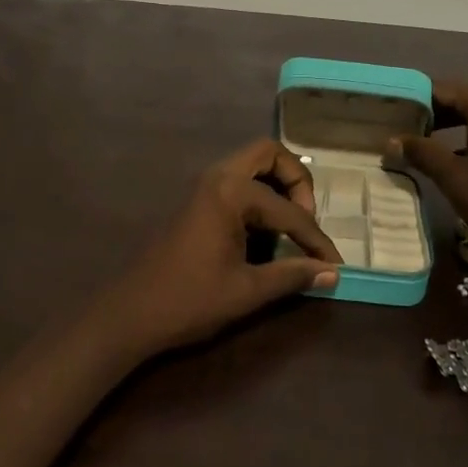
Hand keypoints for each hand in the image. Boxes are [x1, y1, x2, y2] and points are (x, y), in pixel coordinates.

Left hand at [102, 139, 341, 356]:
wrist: (132, 313)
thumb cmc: (190, 300)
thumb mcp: (247, 291)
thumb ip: (292, 275)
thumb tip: (333, 272)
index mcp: (230, 192)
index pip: (288, 210)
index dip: (315, 239)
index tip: (335, 263)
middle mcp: (218, 176)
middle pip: (269, 153)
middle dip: (296, 180)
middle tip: (307, 219)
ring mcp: (205, 184)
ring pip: (252, 163)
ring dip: (277, 184)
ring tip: (291, 225)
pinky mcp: (199, 199)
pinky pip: (239, 180)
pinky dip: (260, 193)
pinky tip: (266, 231)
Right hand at [389, 81, 467, 259]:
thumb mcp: (455, 179)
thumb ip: (423, 154)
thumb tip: (392, 140)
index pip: (443, 88)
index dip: (415, 97)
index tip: (391, 111)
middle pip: (462, 99)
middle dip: (431, 112)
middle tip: (401, 128)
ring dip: (450, 127)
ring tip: (423, 144)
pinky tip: (456, 162)